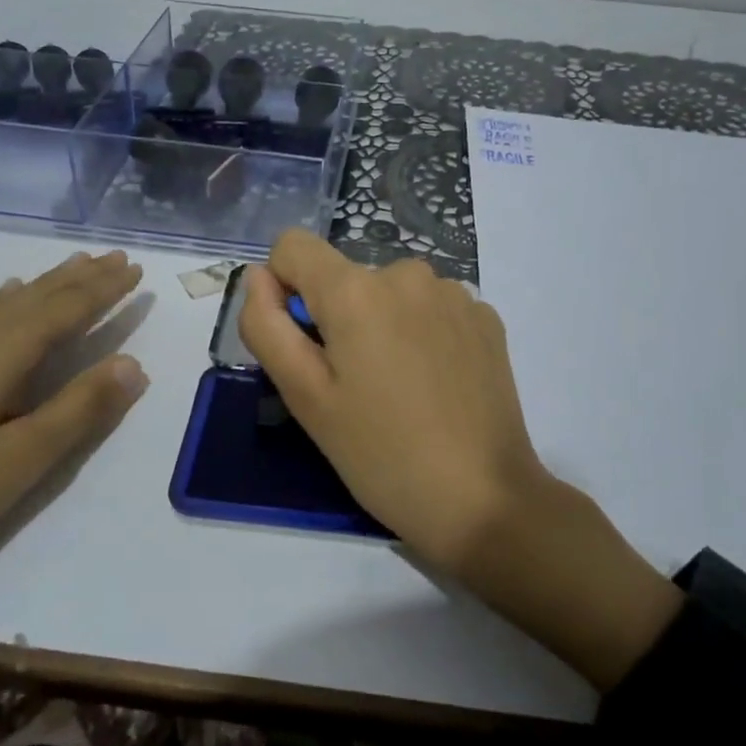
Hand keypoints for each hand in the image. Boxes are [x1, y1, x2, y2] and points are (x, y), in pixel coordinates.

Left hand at [0, 249, 148, 620]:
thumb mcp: (22, 461)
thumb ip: (80, 408)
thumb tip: (133, 363)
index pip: (64, 309)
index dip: (104, 290)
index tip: (136, 269)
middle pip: (32, 297)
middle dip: (78, 278)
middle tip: (114, 258)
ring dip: (41, 286)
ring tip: (69, 270)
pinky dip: (1, 304)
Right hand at [241, 230, 680, 690]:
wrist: (484, 499)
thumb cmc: (380, 454)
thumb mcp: (304, 397)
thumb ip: (266, 325)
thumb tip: (260, 277)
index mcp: (356, 290)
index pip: (293, 246)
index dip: (283, 288)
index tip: (303, 343)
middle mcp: (407, 273)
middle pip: (345, 276)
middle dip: (338, 318)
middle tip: (354, 386)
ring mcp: (455, 292)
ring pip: (390, 292)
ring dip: (383, 324)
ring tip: (399, 388)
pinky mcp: (486, 317)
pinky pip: (431, 307)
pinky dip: (423, 333)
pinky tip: (436, 384)